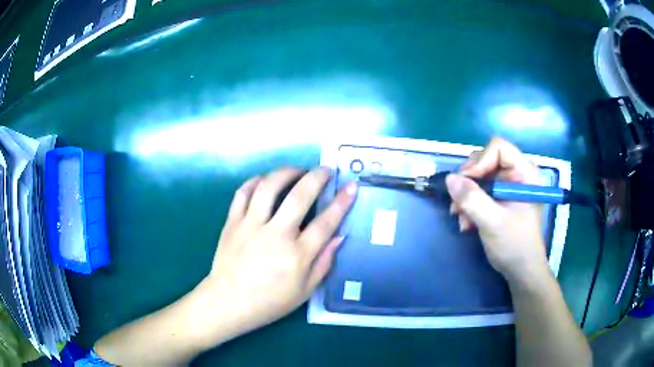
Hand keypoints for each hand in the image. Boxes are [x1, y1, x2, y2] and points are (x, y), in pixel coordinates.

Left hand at [197, 167, 355, 345]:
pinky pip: (242, 193)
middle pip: (299, 196)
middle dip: (317, 177)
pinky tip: (264, 181)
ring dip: (286, 172)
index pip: (325, 222)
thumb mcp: (305, 291)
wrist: (228, 303)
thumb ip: (323, 263)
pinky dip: (255, 182)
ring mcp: (250, 226)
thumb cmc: (269, 302)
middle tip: (325, 170)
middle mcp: (275, 235)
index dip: (342, 202)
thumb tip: (339, 237)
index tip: (351, 186)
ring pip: (269, 187)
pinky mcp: (232, 223)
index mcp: (296, 255)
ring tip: (297, 171)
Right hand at [446, 137, 550, 284]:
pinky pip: (478, 190)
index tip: (466, 183)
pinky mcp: (499, 198)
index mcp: (524, 173)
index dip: (480, 161)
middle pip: (485, 160)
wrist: (521, 270)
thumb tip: (449, 179)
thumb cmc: (515, 245)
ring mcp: (506, 186)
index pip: (499, 148)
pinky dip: (468, 205)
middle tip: (458, 203)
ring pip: (478, 176)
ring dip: (465, 196)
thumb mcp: (493, 222)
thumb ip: (472, 200)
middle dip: (469, 182)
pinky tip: (466, 223)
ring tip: (461, 218)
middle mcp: (516, 174)